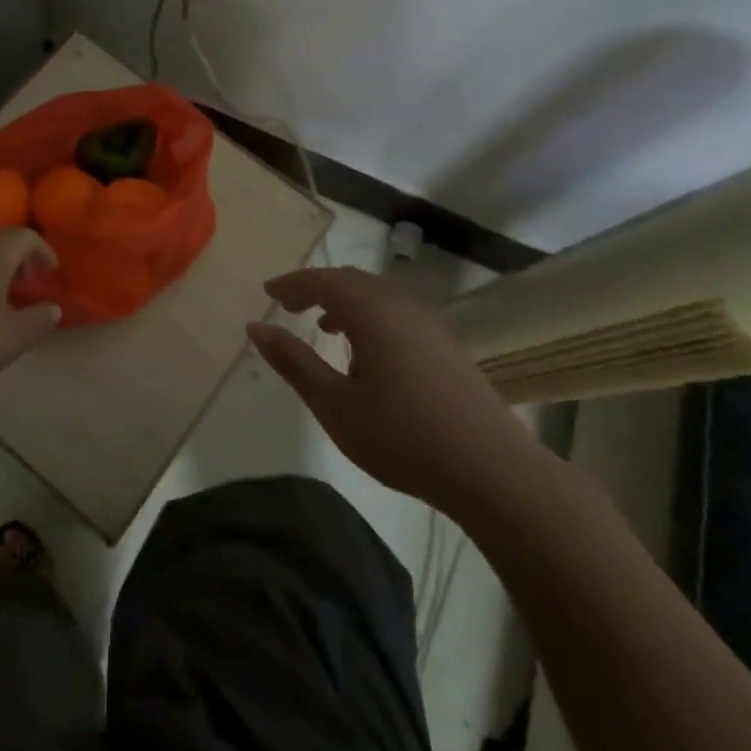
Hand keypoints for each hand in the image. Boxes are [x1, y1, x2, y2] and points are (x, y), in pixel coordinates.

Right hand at [247, 266, 549, 518]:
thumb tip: (256, 327)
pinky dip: (370, 317)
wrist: (493, 470)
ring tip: (324, 328)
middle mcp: (401, 306)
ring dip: (345, 303)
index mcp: (371, 311)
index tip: (269, 293)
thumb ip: (294, 362)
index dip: (293, 283)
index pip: (323, 280)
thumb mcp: (335, 404)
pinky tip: (368, 354)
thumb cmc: (403, 436)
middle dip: (317, 288)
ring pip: (378, 297)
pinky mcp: (447, 346)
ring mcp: (429, 325)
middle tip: (290, 306)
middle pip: (352, 281)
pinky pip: (397, 313)